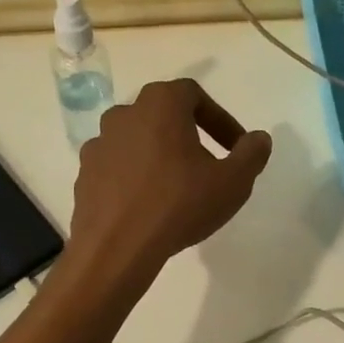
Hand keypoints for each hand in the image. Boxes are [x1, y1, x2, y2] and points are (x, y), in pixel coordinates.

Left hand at [68, 79, 272, 282]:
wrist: (116, 247)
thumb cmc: (179, 205)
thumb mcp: (233, 182)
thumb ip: (251, 154)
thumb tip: (259, 139)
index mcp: (160, 104)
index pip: (194, 95)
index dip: (220, 119)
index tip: (235, 147)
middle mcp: (124, 114)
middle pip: (163, 115)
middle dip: (189, 135)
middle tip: (209, 166)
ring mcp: (99, 144)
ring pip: (138, 141)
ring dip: (160, 156)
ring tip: (178, 188)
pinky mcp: (84, 174)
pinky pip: (118, 167)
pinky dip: (135, 177)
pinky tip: (149, 205)